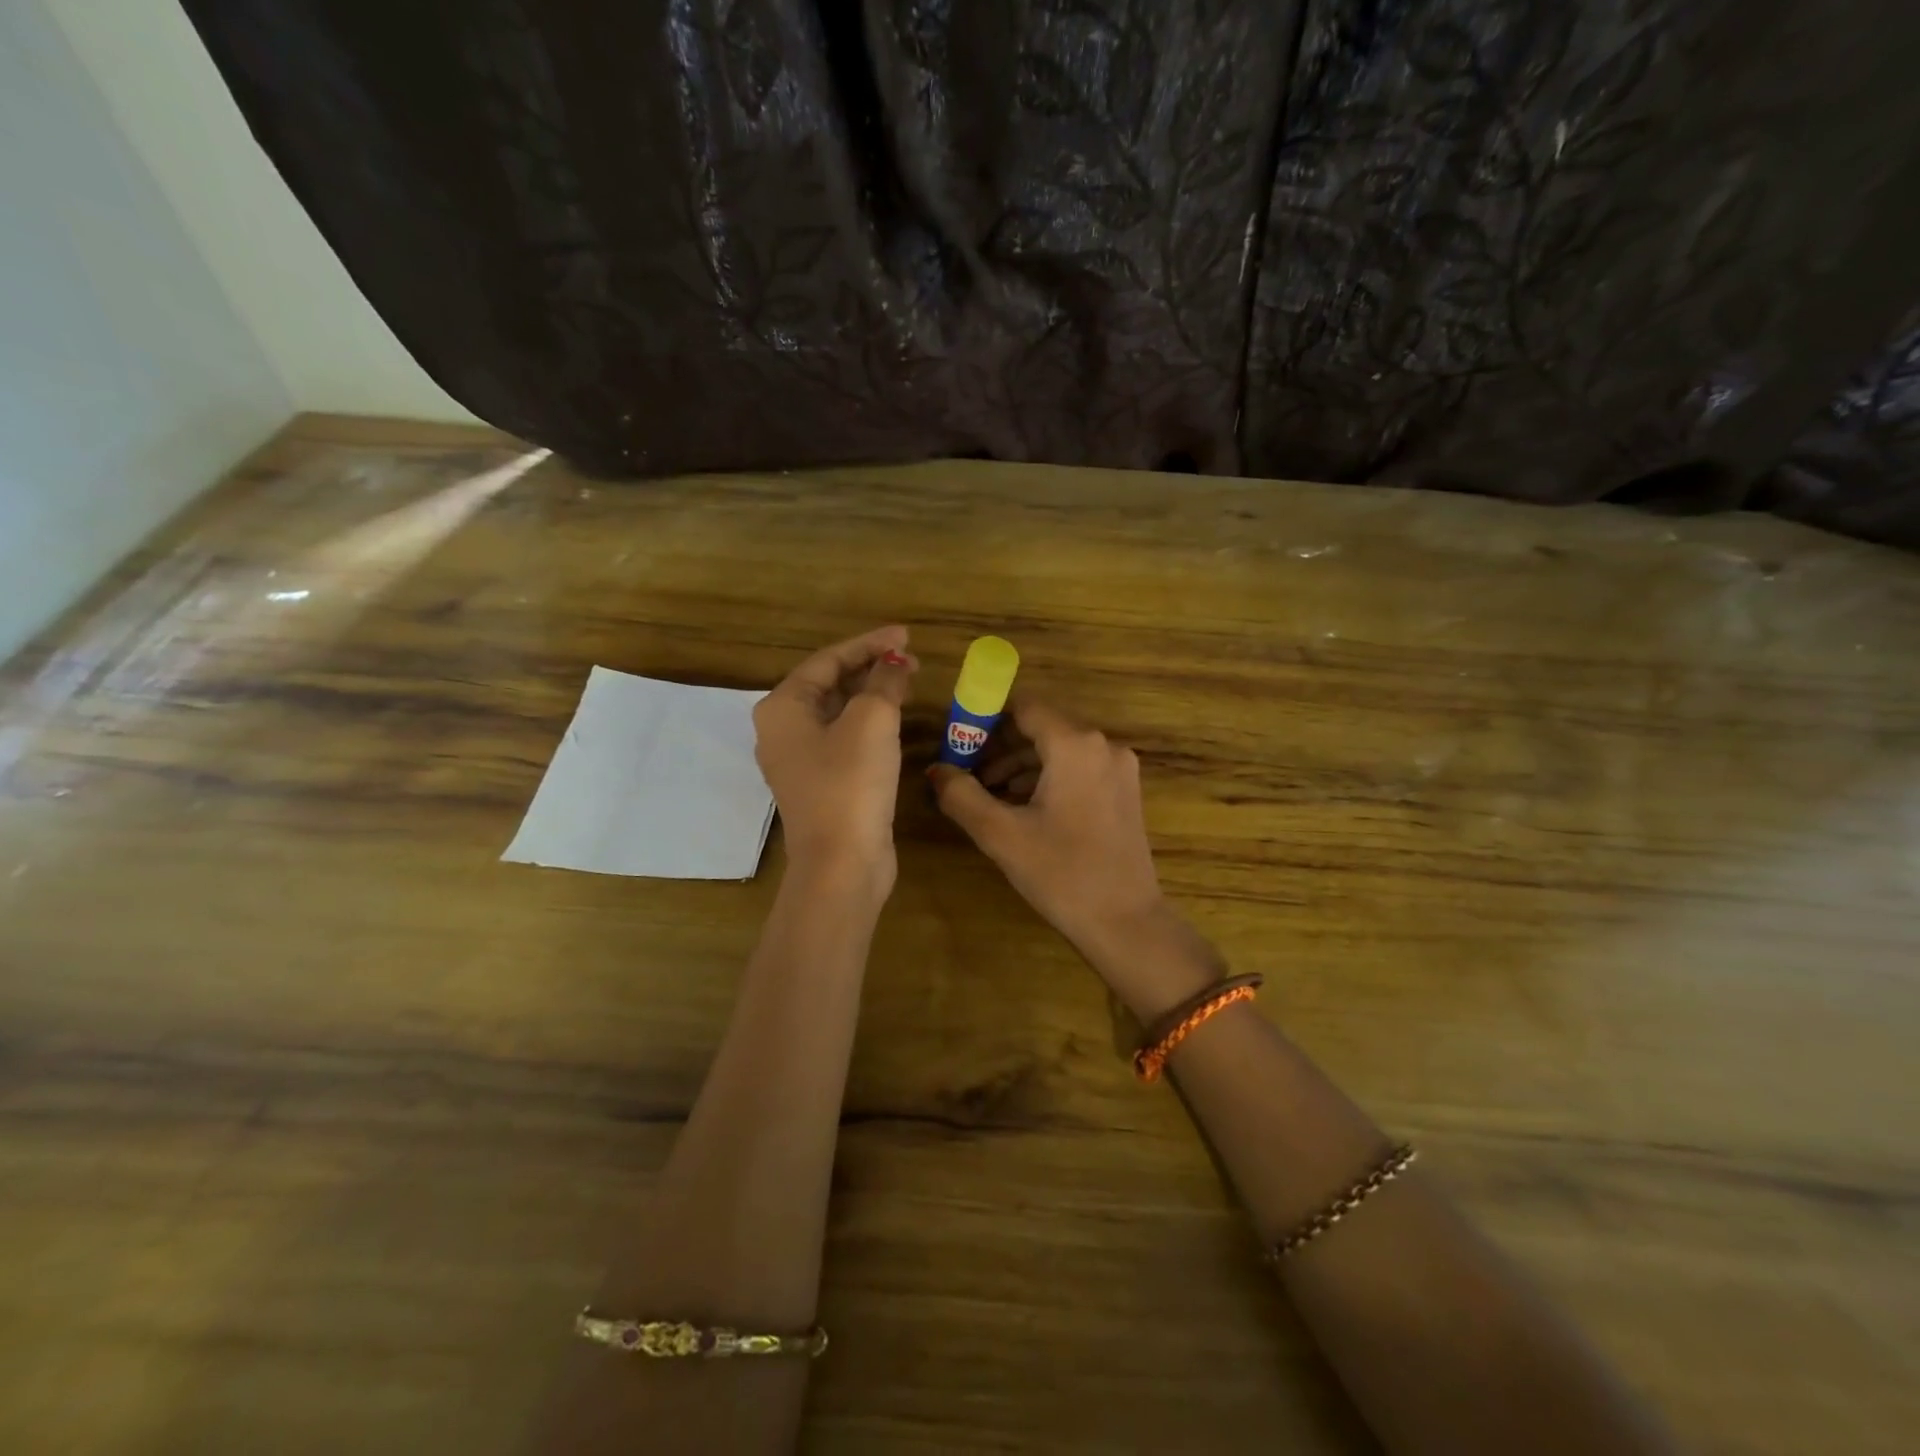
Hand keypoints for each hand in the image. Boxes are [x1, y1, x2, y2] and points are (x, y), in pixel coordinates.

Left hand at [754, 626, 917, 891]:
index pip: (828, 660)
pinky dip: (869, 724)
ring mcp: (800, 761)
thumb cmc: (850, 784)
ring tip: (908, 683)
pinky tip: (896, 721)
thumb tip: (894, 663)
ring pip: (838, 713)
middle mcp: (783, 731)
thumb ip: (884, 682)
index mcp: (783, 707)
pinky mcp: (821, 784)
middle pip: (830, 684)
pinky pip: (844, 739)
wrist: (841, 864)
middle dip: (871, 668)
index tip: (907, 636)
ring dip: (872, 695)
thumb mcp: (872, 721)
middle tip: (912, 661)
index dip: (869, 644)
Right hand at [930, 699, 1214, 1011]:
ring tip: (989, 794)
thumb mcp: (1001, 834)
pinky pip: (1078, 768)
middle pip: (1041, 727)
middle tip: (967, 773)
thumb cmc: (1061, 873)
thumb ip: (961, 795)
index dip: (986, 719)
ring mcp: (1119, 768)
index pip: (1023, 707)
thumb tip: (936, 770)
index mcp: (1075, 745)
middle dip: (1001, 746)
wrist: (1126, 922)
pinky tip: (1023, 807)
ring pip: (1059, 749)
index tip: (958, 742)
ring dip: (1022, 764)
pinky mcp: (1125, 791)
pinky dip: (1047, 778)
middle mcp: (1103, 745)